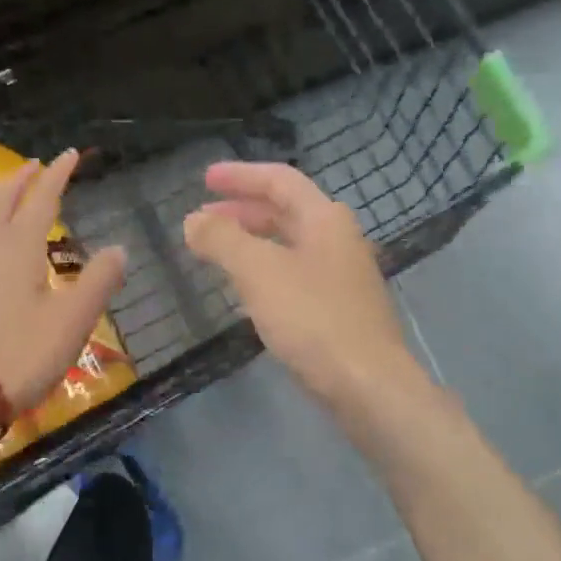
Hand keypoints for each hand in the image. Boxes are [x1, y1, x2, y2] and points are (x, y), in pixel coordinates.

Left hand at [0, 149, 125, 415]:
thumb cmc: (22, 353)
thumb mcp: (73, 319)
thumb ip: (98, 280)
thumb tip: (119, 249)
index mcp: (18, 245)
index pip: (41, 198)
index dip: (58, 174)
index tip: (70, 155)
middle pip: (2, 198)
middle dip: (21, 178)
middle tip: (36, 165)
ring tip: (3, 189)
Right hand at [183, 161, 417, 405]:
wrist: (368, 384)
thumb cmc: (313, 318)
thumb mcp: (259, 272)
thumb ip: (222, 240)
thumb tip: (193, 220)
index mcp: (324, 219)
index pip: (279, 180)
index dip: (240, 176)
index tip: (204, 180)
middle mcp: (338, 239)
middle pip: (286, 211)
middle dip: (242, 211)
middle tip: (204, 219)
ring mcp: (343, 276)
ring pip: (290, 245)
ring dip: (252, 242)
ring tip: (218, 253)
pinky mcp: (341, 310)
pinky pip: (296, 276)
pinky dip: (266, 272)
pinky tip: (248, 293)